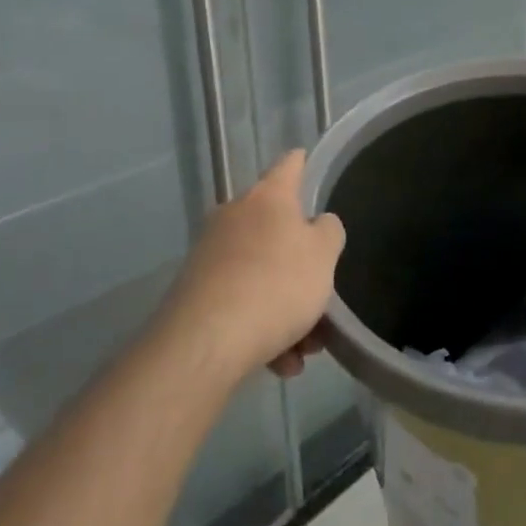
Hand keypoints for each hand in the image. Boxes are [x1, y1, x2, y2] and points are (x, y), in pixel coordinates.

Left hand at [163, 150, 345, 380]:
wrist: (205, 342)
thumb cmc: (276, 284)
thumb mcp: (323, 255)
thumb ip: (329, 232)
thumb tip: (317, 224)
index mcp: (268, 197)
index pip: (290, 165)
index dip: (304, 163)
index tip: (310, 163)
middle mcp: (235, 215)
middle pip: (277, 230)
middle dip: (302, 265)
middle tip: (322, 297)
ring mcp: (211, 253)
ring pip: (262, 273)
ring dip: (287, 307)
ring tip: (303, 350)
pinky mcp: (196, 291)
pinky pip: (241, 301)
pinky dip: (262, 326)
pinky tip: (279, 362)